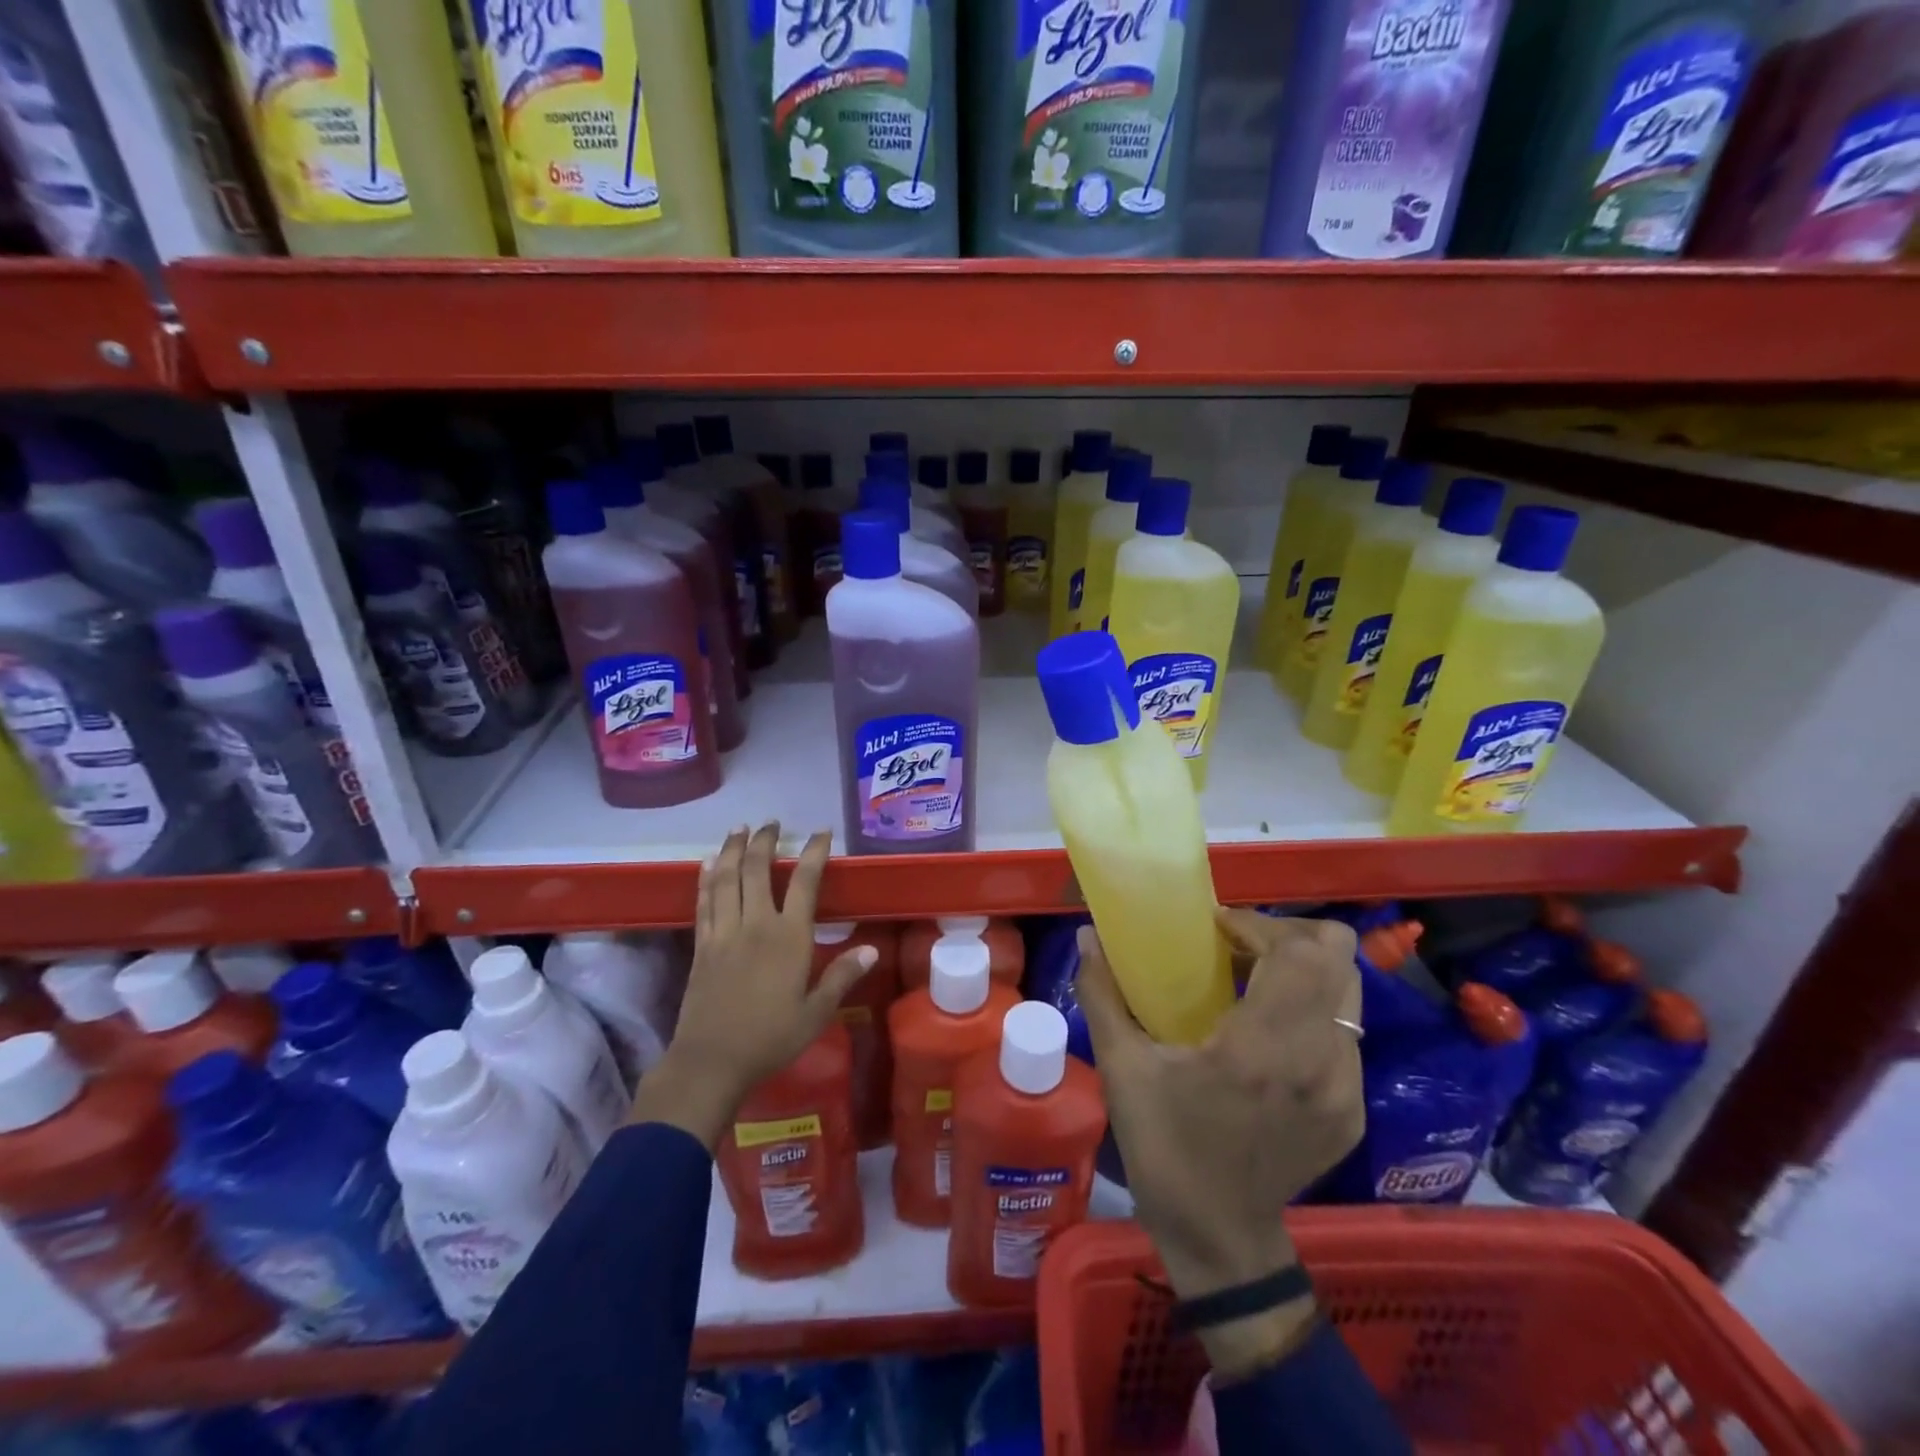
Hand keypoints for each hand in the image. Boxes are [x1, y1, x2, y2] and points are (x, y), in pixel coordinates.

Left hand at [628, 824, 873, 1149]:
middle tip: (771, 823)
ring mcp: (724, 932)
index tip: (820, 833)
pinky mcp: (701, 945)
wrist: (711, 1062)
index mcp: (788, 937)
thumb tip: (871, 949)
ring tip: (739, 829)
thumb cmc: (770, 1038)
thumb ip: (842, 976)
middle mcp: (755, 924)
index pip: (804, 881)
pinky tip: (708, 864)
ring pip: (726, 878)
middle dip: (764, 841)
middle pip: (757, 869)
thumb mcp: (816, 1012)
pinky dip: (706, 878)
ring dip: (732, 849)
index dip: (813, 852)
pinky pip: (703, 901)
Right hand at [1074, 908, 1363, 1381]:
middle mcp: (1319, 1062)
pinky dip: (1311, 1008)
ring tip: (1253, 980)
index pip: (1298, 953)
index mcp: (1263, 1050)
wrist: (1220, 1241)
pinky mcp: (1353, 1109)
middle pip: (1339, 957)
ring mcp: (1345, 1089)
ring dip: (1302, 970)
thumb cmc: (1165, 1150)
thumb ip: (1102, 993)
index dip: (1260, 924)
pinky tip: (1268, 1029)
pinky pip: (1344, 1030)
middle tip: (1238, 945)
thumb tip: (1087, 935)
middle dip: (1288, 935)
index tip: (1218, 928)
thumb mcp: (1123, 1069)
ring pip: (1348, 991)